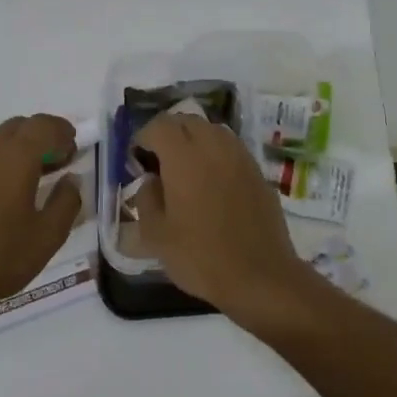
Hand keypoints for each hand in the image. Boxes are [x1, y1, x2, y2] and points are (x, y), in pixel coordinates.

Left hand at [0, 114, 83, 325]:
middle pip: (17, 126)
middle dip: (41, 135)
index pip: (43, 125)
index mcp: (16, 157)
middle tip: (57, 160)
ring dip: (17, 149)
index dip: (62, 131)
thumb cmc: (0, 258)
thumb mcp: (48, 235)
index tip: (74, 149)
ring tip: (31, 177)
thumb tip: (72, 179)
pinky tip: (0, 196)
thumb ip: (66, 202)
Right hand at [131, 114, 313, 331]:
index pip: (159, 126)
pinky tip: (212, 184)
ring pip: (213, 131)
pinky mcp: (258, 172)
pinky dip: (216, 155)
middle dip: (169, 134)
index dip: (143, 137)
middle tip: (158, 162)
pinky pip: (231, 150)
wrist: (259, 276)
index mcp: (184, 157)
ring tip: (186, 170)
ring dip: (195, 141)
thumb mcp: (156, 235)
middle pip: (187, 121)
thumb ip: (146, 198)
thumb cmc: (200, 257)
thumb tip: (151, 179)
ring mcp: (241, 157)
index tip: (136, 160)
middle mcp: (214, 146)